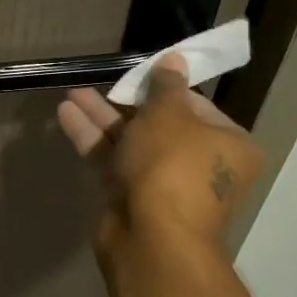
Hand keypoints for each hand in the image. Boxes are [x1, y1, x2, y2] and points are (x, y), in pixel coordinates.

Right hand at [57, 56, 262, 255]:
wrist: (152, 238)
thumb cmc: (172, 165)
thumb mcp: (169, 114)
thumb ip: (165, 85)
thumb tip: (175, 59)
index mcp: (229, 145)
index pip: (198, 107)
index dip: (167, 89)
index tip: (141, 75)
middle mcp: (201, 166)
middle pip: (162, 126)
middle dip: (127, 103)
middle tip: (105, 83)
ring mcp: (165, 186)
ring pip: (133, 144)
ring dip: (103, 118)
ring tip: (72, 94)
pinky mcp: (133, 200)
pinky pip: (114, 162)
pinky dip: (93, 140)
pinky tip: (66, 115)